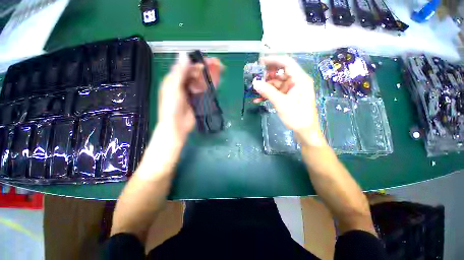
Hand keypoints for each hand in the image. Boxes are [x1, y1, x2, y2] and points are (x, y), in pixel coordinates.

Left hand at [157, 52, 222, 144]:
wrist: (177, 126)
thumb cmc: (172, 107)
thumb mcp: (173, 88)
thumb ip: (179, 72)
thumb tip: (184, 54)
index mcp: (174, 79)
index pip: (187, 66)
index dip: (198, 62)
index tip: (209, 61)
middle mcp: (183, 84)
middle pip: (196, 73)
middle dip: (207, 68)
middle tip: (219, 65)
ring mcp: (191, 92)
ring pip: (202, 80)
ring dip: (210, 75)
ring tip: (221, 70)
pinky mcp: (198, 99)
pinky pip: (205, 90)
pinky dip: (211, 85)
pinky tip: (217, 81)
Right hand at [252, 55, 325, 146]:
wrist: (304, 131)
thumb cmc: (297, 117)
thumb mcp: (281, 103)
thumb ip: (268, 92)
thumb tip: (255, 83)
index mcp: (299, 79)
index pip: (286, 63)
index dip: (273, 60)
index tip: (260, 62)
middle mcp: (296, 81)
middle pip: (280, 73)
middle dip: (266, 76)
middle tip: (255, 79)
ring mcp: (291, 89)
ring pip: (276, 83)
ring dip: (265, 87)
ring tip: (254, 91)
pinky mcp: (288, 96)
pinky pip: (276, 92)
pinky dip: (268, 94)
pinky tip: (258, 99)